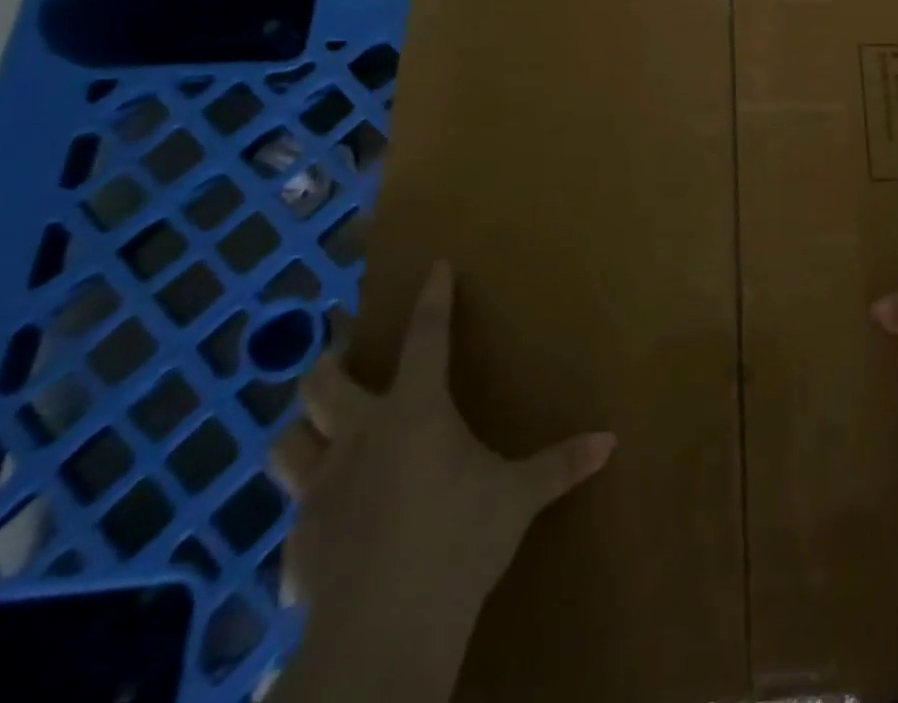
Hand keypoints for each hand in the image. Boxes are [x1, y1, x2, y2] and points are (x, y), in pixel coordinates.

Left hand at [271, 260, 614, 700]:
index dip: (432, 297)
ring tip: (317, 431)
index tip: (435, 266)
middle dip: (329, 361)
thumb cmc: (458, 539)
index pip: (425, 335)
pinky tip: (331, 527)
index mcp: (415, 411)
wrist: (383, 630)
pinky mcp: (296, 546)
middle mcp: (359, 437)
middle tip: (342, 354)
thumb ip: (561, 464)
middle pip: (321, 384)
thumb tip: (612, 440)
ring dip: (300, 432)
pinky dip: (310, 513)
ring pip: (285, 444)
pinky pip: (293, 518)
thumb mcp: (518, 497)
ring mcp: (319, 491)